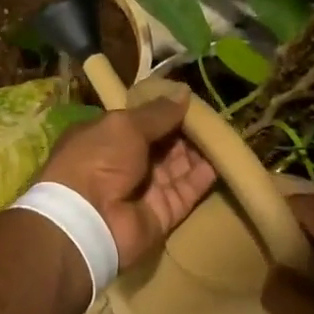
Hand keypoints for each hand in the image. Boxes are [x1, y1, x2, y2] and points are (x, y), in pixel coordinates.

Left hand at [38, 89, 216, 267]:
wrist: (88, 220)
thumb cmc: (97, 160)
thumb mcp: (124, 125)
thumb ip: (156, 113)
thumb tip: (184, 93)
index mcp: (105, 139)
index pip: (140, 123)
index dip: (163, 112)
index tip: (191, 101)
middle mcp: (124, 164)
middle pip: (162, 145)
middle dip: (185, 131)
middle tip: (214, 115)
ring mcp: (144, 190)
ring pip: (178, 167)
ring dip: (198, 150)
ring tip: (225, 131)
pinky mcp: (163, 213)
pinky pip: (188, 191)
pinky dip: (204, 176)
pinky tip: (224, 157)